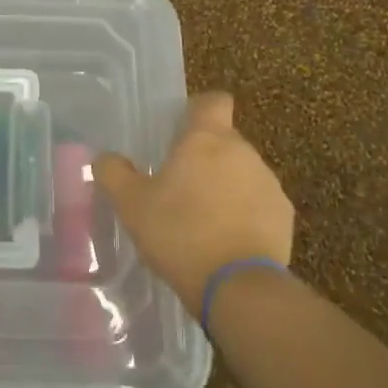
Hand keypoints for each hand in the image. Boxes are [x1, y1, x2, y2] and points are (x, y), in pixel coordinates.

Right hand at [94, 92, 293, 313]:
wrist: (238, 286)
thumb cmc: (180, 233)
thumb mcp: (131, 205)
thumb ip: (114, 173)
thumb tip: (104, 157)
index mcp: (207, 139)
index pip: (213, 101)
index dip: (198, 110)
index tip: (181, 130)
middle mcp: (243, 152)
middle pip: (224, 140)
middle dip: (204, 157)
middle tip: (178, 187)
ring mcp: (268, 183)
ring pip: (241, 172)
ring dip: (224, 186)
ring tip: (201, 220)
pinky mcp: (284, 216)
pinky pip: (258, 203)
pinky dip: (244, 214)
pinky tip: (225, 241)